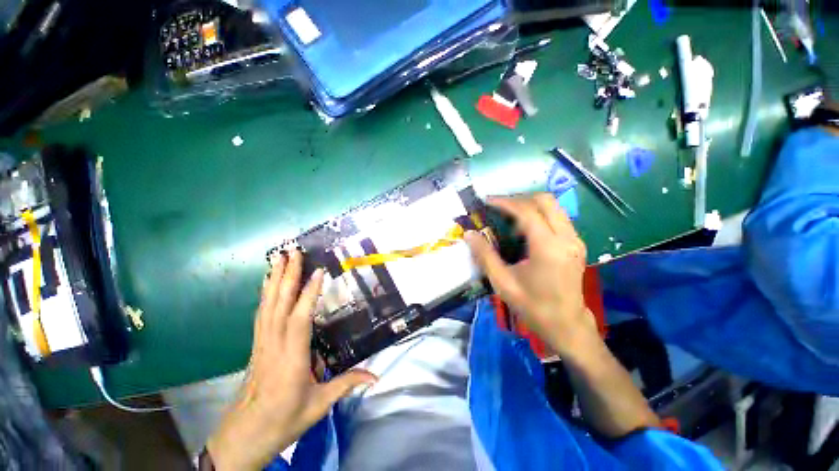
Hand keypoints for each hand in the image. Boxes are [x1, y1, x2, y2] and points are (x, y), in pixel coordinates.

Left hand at [207, 251, 376, 470]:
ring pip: (267, 306)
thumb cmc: (283, 421)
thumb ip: (346, 384)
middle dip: (287, 276)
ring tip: (278, 258)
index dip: (308, 294)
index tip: (317, 271)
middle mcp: (274, 346)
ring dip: (274, 280)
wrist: (244, 437)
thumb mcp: (318, 406)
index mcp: (292, 360)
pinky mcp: (257, 345)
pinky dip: (264, 295)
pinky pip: (261, 314)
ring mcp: (262, 344)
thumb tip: (376, 376)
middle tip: (292, 252)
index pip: (299, 320)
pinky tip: (266, 283)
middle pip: (279, 305)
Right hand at [465, 194, 596, 355]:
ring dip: (529, 206)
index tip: (487, 201)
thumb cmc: (532, 306)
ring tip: (508, 217)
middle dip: (518, 199)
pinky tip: (523, 229)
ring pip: (553, 206)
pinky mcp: (576, 243)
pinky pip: (557, 217)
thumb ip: (484, 255)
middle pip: (545, 200)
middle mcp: (566, 238)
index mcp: (547, 247)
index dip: (505, 202)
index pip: (527, 211)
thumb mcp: (502, 282)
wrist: (566, 325)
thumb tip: (469, 234)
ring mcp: (575, 239)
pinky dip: (538, 215)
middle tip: (498, 207)